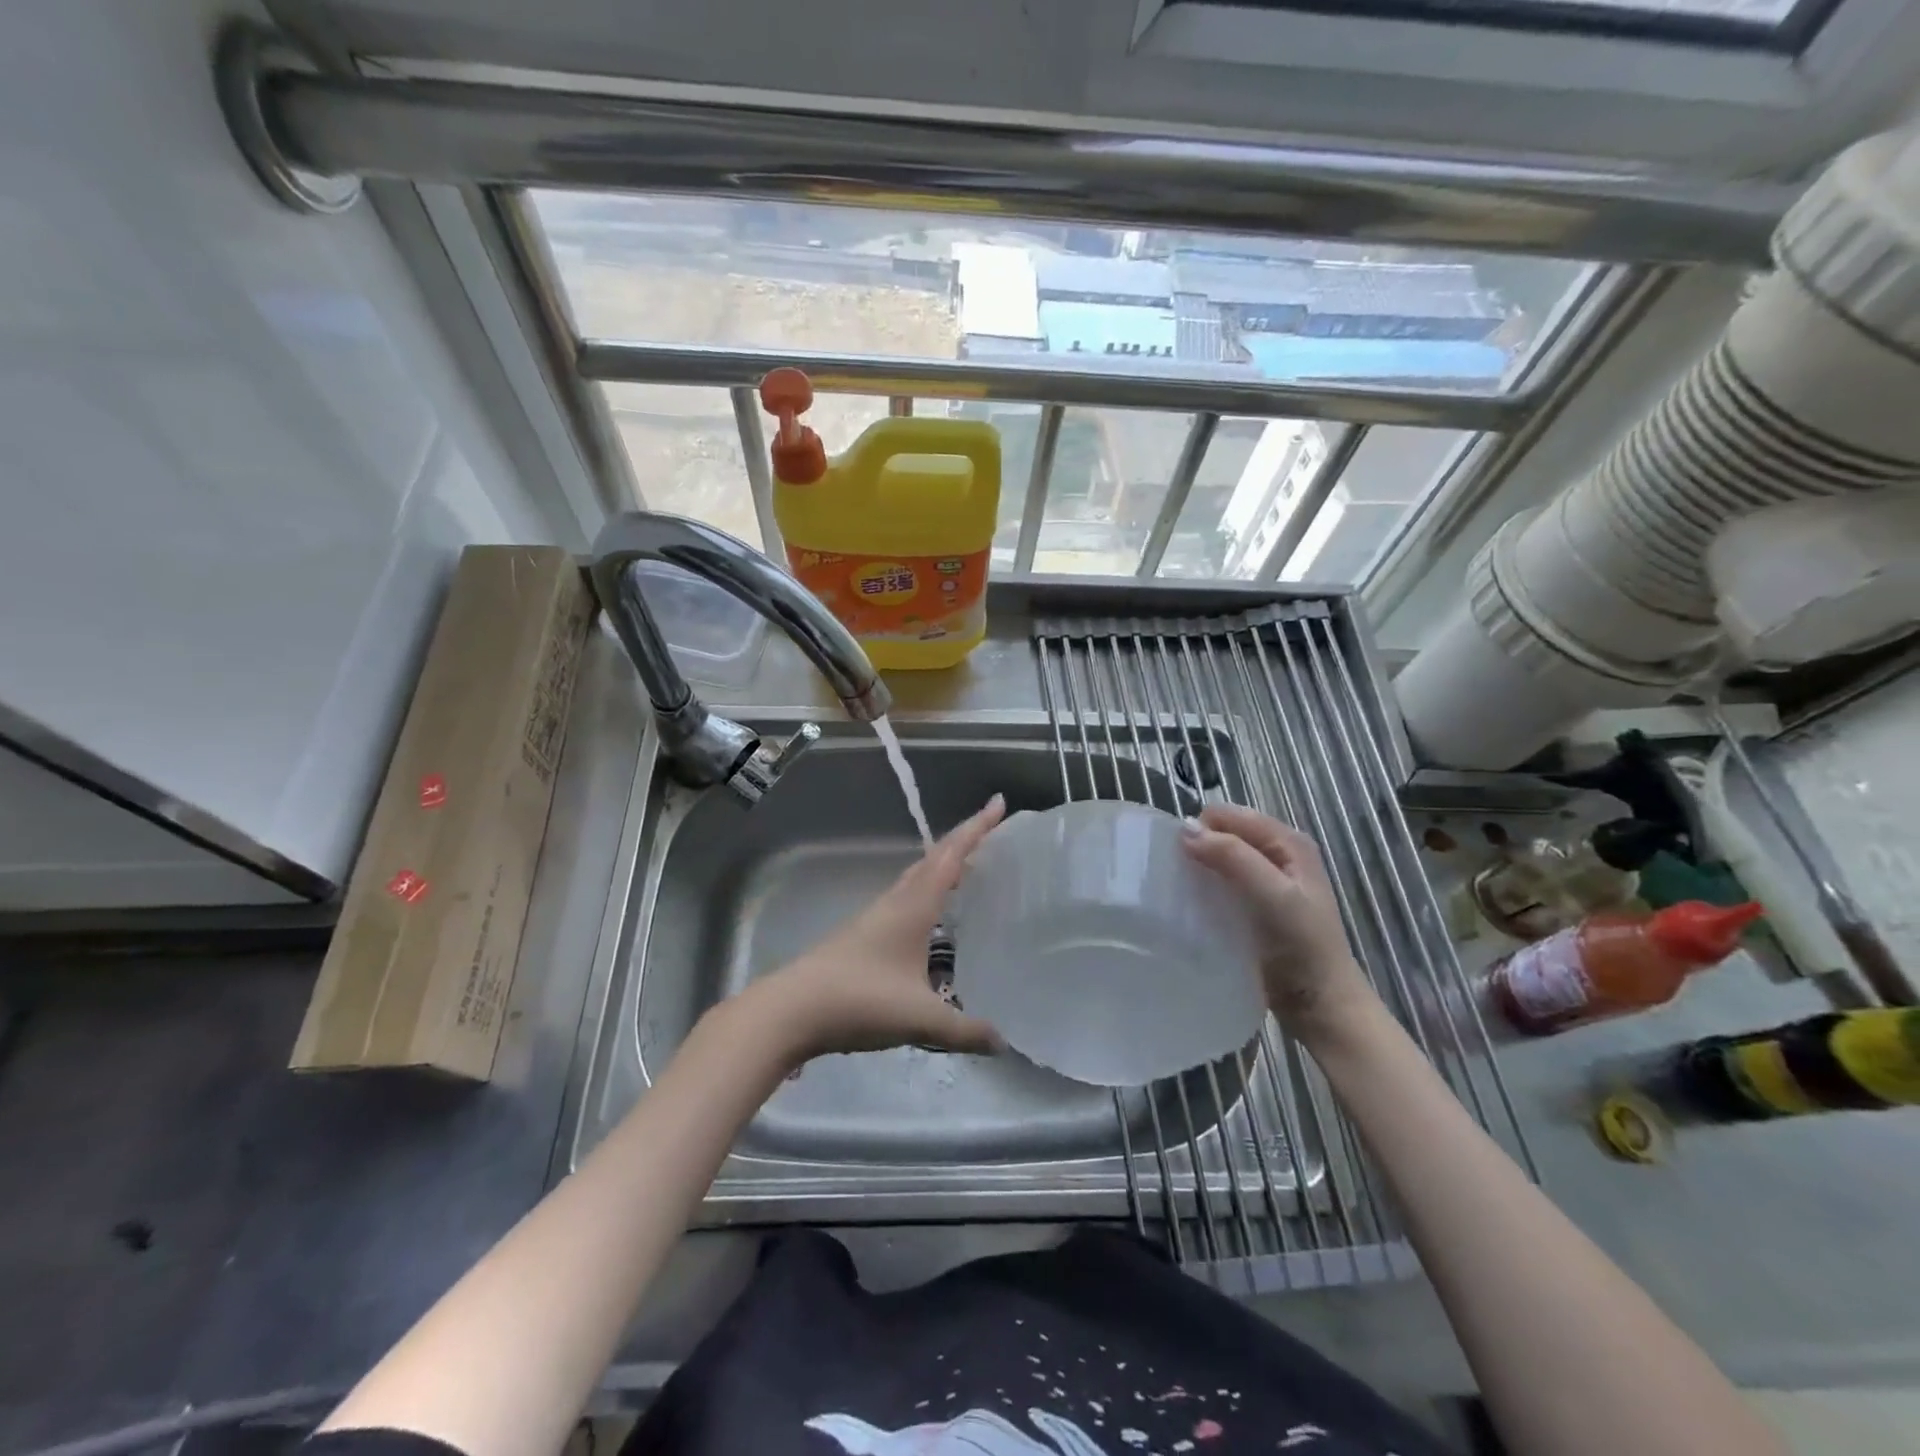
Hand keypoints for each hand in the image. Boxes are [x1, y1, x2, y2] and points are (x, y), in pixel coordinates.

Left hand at [756, 794, 1007, 1060]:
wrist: (791, 1011)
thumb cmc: (860, 1000)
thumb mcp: (920, 1017)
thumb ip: (964, 1030)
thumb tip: (1004, 1043)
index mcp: (914, 906)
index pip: (951, 856)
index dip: (977, 828)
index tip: (999, 803)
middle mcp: (895, 902)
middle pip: (933, 859)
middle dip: (964, 840)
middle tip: (993, 831)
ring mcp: (875, 917)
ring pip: (916, 877)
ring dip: (943, 865)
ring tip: (968, 868)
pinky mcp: (863, 936)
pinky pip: (905, 898)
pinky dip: (926, 891)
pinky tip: (931, 916)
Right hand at [1180, 804, 1376, 1042]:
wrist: (1321, 1004)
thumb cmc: (1302, 946)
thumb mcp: (1273, 896)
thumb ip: (1233, 858)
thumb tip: (1185, 829)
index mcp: (1288, 841)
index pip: (1230, 815)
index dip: (1203, 828)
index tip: (1179, 856)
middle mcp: (1278, 854)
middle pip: (1224, 834)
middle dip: (1200, 847)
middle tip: (1179, 875)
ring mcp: (1266, 881)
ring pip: (1220, 859)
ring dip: (1200, 869)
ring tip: (1181, 890)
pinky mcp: (1253, 906)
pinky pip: (1221, 885)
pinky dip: (1205, 889)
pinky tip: (1193, 906)